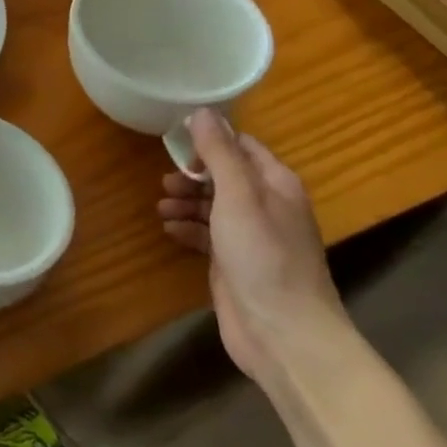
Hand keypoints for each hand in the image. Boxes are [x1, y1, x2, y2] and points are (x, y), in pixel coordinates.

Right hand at [157, 111, 349, 391]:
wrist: (283, 335)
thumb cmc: (263, 257)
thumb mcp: (238, 196)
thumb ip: (219, 153)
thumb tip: (203, 112)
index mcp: (276, 184)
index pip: (242, 146)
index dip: (210, 140)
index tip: (176, 140)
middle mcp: (267, 206)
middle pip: (224, 174)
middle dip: (193, 173)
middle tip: (166, 181)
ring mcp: (252, 236)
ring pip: (212, 204)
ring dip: (186, 201)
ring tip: (163, 207)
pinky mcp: (235, 262)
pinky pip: (207, 233)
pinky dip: (188, 227)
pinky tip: (170, 230)